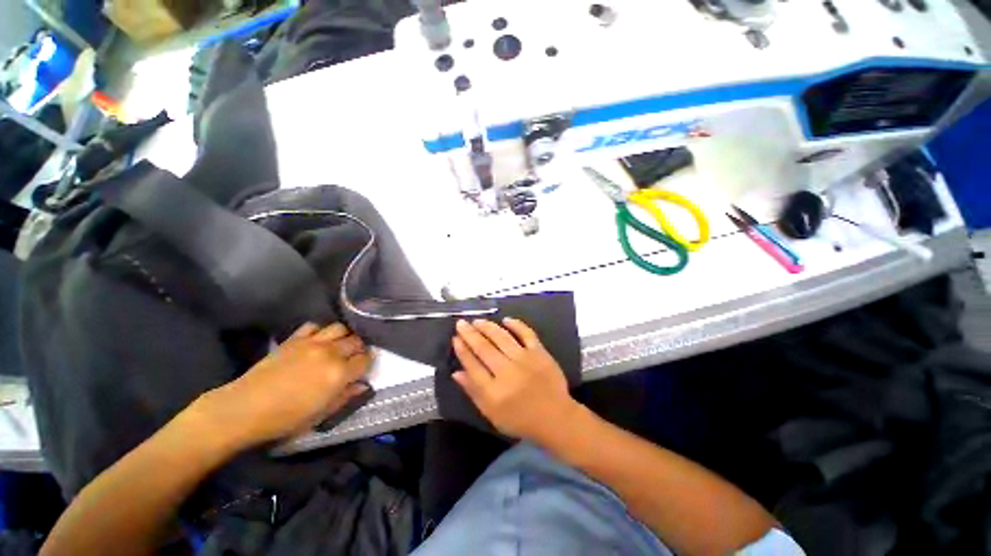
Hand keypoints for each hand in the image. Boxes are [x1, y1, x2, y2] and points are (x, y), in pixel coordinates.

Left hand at [195, 323, 371, 448]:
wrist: (244, 409)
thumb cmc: (285, 418)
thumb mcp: (321, 415)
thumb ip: (346, 397)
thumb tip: (363, 385)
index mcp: (339, 374)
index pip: (365, 359)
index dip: (367, 363)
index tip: (363, 368)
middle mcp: (330, 353)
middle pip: (356, 341)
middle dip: (359, 348)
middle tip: (353, 357)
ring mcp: (312, 343)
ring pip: (340, 328)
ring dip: (344, 336)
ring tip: (339, 345)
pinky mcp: (294, 339)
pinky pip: (314, 326)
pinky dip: (320, 331)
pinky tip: (317, 340)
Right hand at [452, 318, 579, 443]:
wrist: (555, 417)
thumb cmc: (520, 419)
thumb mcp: (492, 414)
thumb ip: (473, 392)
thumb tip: (456, 372)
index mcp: (494, 391)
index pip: (473, 365)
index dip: (462, 350)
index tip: (455, 338)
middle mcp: (507, 372)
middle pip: (484, 348)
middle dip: (470, 334)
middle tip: (461, 323)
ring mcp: (525, 359)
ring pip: (501, 337)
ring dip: (488, 327)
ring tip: (478, 321)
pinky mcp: (539, 352)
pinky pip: (526, 333)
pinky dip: (516, 324)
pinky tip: (505, 319)